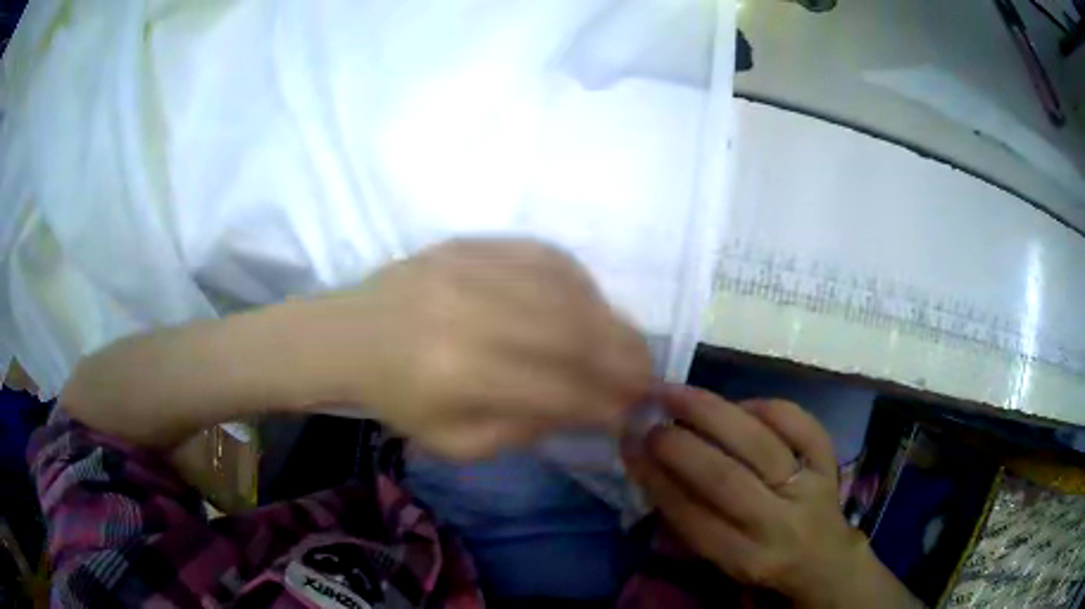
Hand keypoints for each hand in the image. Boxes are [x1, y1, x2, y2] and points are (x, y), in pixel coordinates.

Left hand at [292, 239, 652, 460]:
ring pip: (569, 290)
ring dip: (609, 320)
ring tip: (623, 343)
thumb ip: (524, 429)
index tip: (631, 410)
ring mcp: (474, 269)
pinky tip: (586, 303)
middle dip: (624, 357)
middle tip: (646, 373)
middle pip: (575, 332)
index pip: (560, 389)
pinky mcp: (473, 244)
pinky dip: (579, 283)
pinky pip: (547, 256)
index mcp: (464, 375)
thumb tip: (583, 409)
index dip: (606, 403)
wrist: (348, 335)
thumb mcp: (455, 442)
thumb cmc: (397, 398)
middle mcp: (476, 314)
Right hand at [624, 385, 918, 608]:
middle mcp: (779, 524)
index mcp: (745, 557)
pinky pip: (800, 423)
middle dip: (680, 446)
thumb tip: (648, 467)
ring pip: (760, 445)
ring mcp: (809, 488)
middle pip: (726, 479)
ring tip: (677, 392)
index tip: (630, 448)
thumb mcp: (722, 560)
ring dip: (713, 413)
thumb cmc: (762, 560)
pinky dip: (766, 407)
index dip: (657, 479)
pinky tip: (739, 404)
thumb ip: (687, 522)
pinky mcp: (829, 462)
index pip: (693, 516)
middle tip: (649, 420)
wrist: (823, 556)